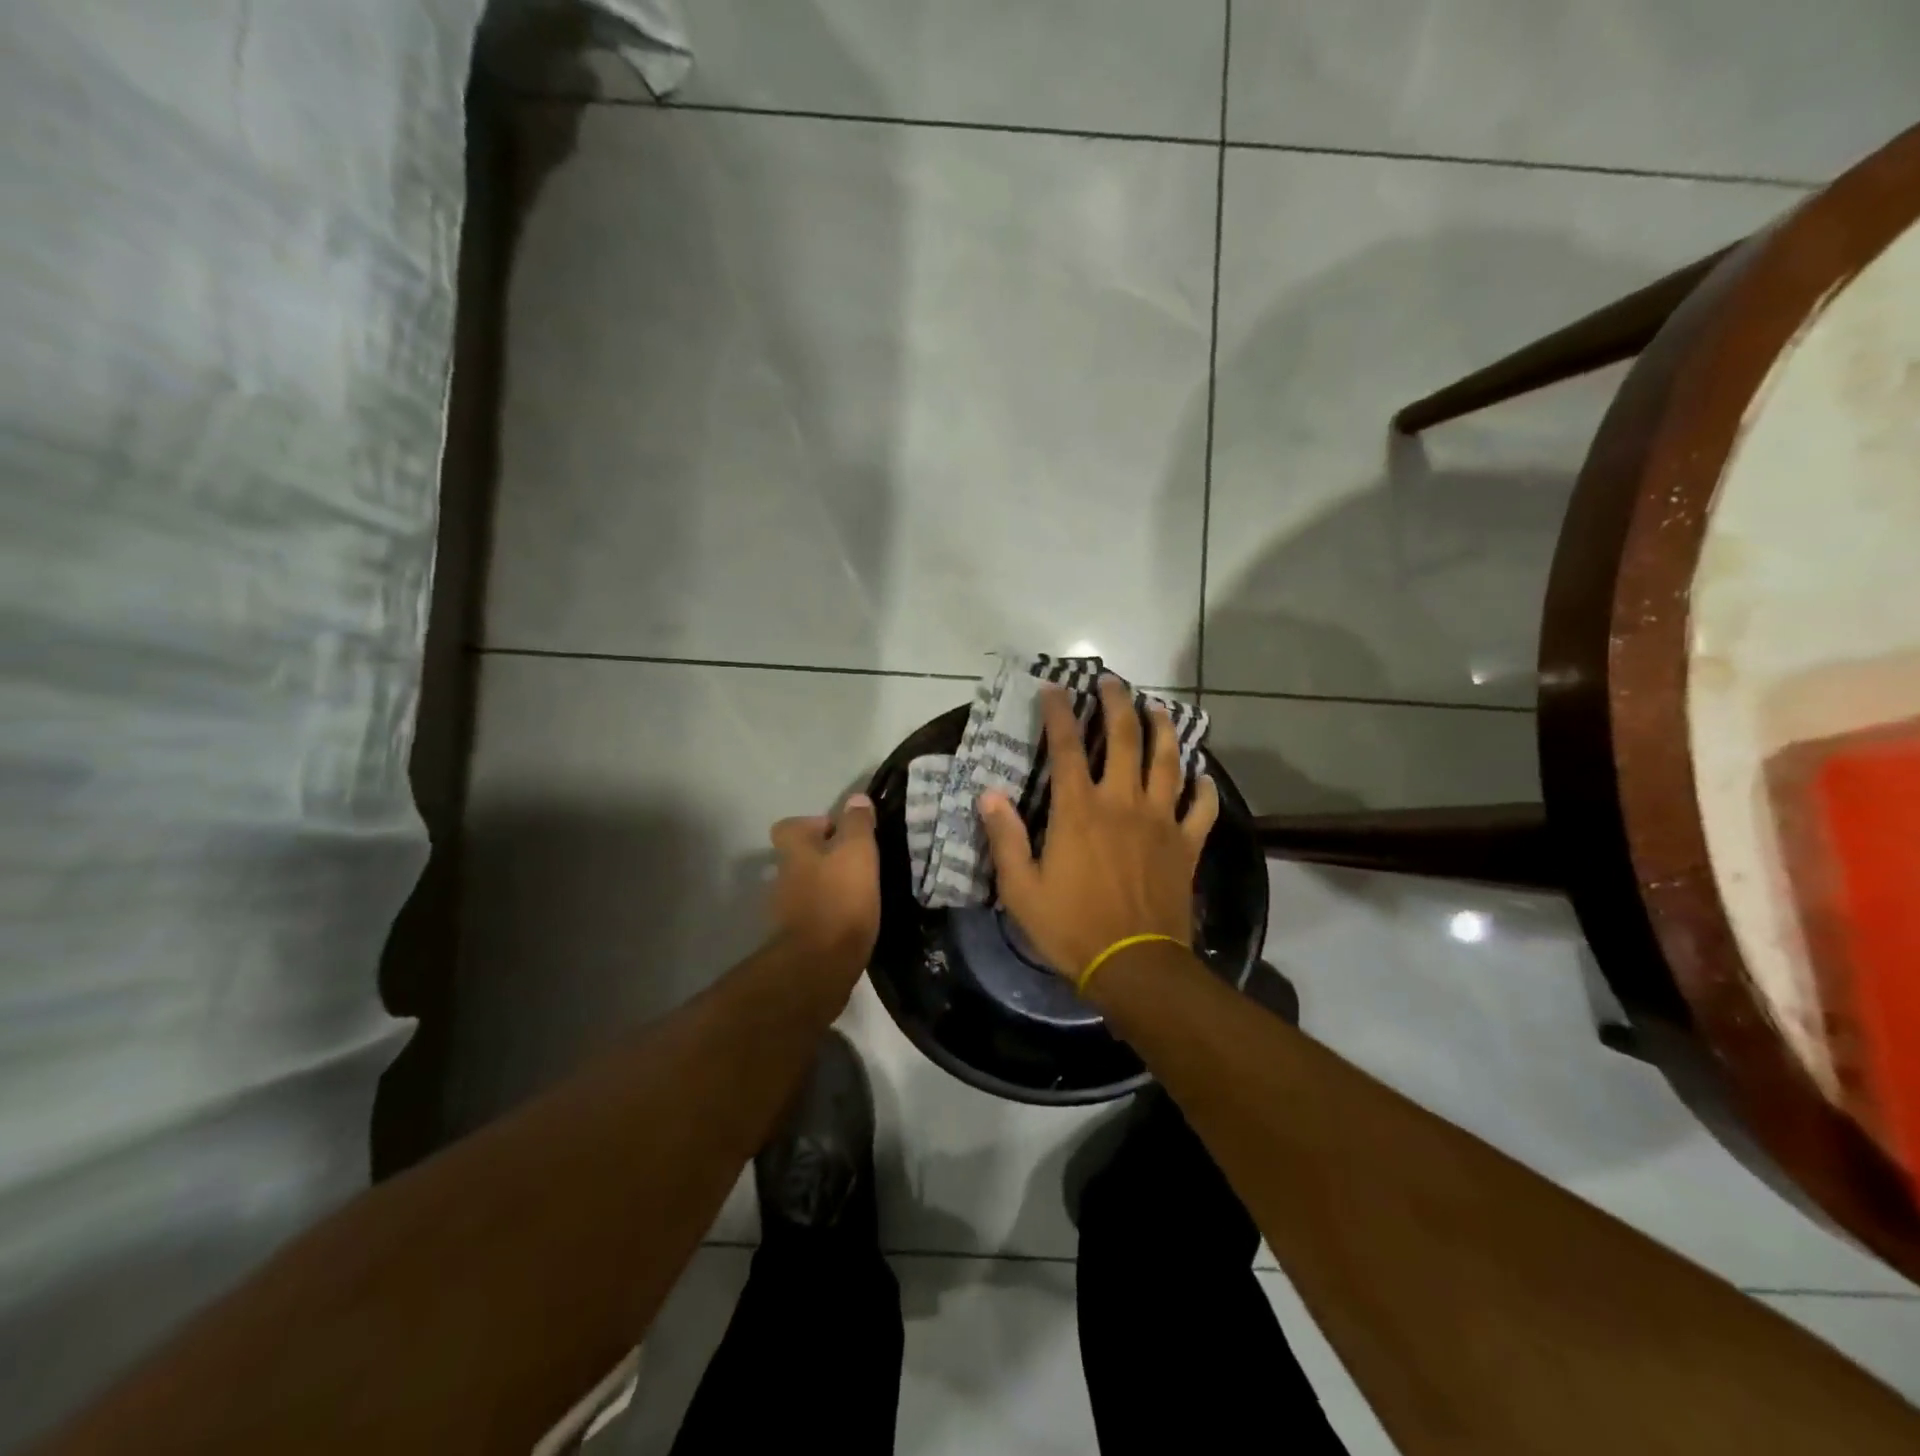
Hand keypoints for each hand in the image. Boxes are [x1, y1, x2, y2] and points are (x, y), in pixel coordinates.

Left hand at [767, 794, 880, 975]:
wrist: (820, 966)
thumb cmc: (840, 900)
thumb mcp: (858, 852)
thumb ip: (857, 824)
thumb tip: (856, 799)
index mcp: (794, 852)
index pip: (789, 826)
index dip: (813, 825)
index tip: (841, 833)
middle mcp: (783, 878)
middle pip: (800, 858)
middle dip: (824, 858)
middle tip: (858, 864)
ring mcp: (786, 911)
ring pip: (807, 888)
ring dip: (828, 888)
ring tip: (861, 893)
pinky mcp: (797, 940)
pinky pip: (814, 917)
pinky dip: (830, 915)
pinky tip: (853, 920)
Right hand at [979, 676, 1217, 981]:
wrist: (1134, 966)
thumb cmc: (1071, 927)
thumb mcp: (1021, 888)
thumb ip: (1004, 837)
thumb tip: (989, 793)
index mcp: (1079, 811)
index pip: (1066, 747)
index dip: (1059, 713)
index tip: (1054, 686)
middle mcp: (1122, 803)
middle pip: (1125, 739)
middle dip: (1118, 703)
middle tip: (1113, 681)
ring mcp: (1160, 822)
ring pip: (1168, 762)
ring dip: (1163, 729)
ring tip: (1158, 708)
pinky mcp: (1186, 845)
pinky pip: (1202, 808)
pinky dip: (1205, 788)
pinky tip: (1203, 775)